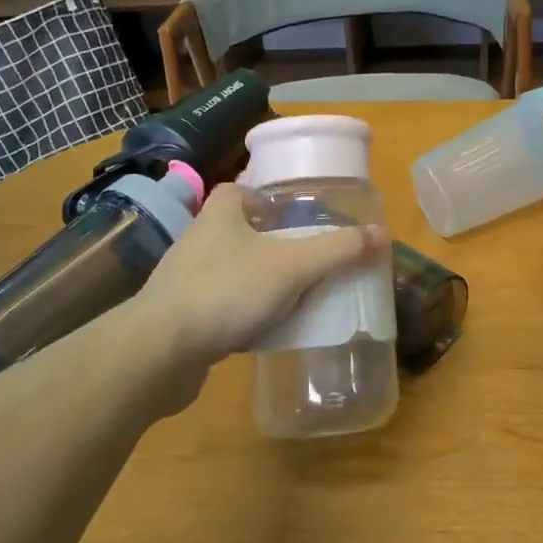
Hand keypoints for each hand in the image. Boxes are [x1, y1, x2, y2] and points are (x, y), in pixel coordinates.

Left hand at [136, 184, 386, 369]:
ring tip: (291, 296)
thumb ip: (337, 250)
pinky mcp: (178, 318)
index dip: (265, 198)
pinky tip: (263, 332)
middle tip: (303, 259)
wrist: (160, 351)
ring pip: (228, 271)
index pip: (238, 190)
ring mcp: (183, 281)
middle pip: (236, 231)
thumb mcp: (293, 266)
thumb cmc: (227, 291)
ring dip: (256, 281)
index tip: (292, 217)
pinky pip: (218, 308)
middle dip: (267, 243)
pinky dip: (240, 315)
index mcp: (219, 215)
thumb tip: (382, 233)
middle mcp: (197, 241)